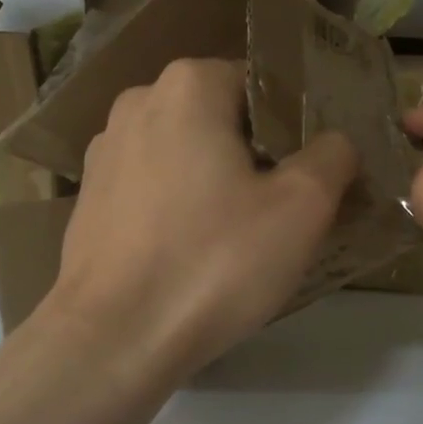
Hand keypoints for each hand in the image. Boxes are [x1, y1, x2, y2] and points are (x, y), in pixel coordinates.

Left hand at [41, 58, 356, 384]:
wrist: (114, 338)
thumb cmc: (215, 262)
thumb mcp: (302, 208)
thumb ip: (332, 157)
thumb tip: (334, 142)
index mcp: (188, 86)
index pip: (264, 85)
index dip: (296, 128)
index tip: (311, 175)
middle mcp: (138, 103)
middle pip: (222, 118)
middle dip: (256, 155)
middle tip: (283, 208)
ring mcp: (104, 151)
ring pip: (185, 153)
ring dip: (216, 181)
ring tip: (239, 235)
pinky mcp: (88, 197)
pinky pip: (152, 186)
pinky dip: (178, 205)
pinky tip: (192, 251)